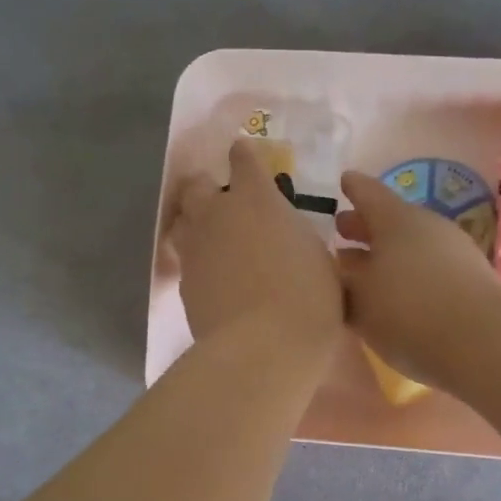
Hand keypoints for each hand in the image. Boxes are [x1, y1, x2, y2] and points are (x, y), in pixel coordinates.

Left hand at [172, 138, 342, 358]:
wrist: (263, 346)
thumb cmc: (307, 298)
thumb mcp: (316, 257)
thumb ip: (294, 235)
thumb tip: (282, 236)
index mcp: (256, 199)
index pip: (243, 158)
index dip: (244, 154)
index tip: (246, 155)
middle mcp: (218, 214)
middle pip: (198, 185)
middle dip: (209, 187)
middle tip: (226, 204)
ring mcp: (195, 247)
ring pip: (184, 219)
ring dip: (197, 221)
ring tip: (214, 238)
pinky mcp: (184, 281)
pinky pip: (186, 258)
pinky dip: (198, 260)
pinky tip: (214, 276)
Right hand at [335, 169, 500, 388]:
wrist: (482, 343)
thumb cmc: (407, 311)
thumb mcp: (359, 300)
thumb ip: (344, 283)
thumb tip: (342, 271)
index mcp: (395, 219)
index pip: (368, 194)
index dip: (353, 188)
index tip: (343, 180)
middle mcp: (427, 227)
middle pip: (391, 221)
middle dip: (365, 227)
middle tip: (343, 232)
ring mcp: (454, 252)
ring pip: (410, 246)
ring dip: (387, 255)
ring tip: (366, 270)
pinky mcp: (470, 281)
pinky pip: (428, 268)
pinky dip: (408, 274)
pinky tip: (398, 294)